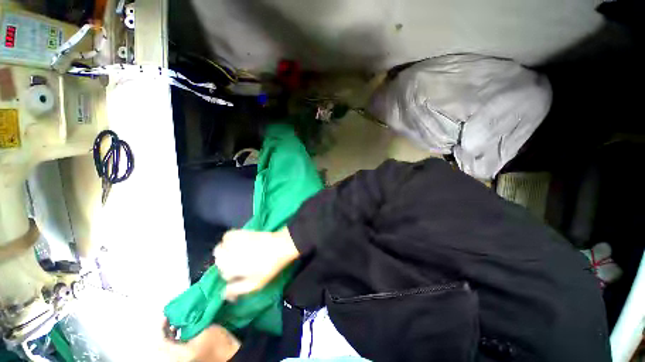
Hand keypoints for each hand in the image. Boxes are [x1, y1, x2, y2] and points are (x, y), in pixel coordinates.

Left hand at [161, 318, 240, 361]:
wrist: (230, 355)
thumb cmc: (218, 343)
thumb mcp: (206, 331)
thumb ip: (193, 324)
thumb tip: (184, 314)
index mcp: (179, 354)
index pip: (161, 342)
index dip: (161, 327)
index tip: (167, 315)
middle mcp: (177, 358)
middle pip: (164, 344)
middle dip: (167, 329)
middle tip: (173, 316)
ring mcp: (183, 359)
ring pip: (170, 345)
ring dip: (173, 333)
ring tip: (181, 320)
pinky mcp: (189, 357)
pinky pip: (177, 347)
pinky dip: (179, 337)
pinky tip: (187, 328)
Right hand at [214, 227, 299, 300]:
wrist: (281, 246)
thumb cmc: (269, 266)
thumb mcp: (255, 284)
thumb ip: (236, 290)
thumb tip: (224, 295)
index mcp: (230, 268)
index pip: (223, 276)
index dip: (232, 278)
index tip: (240, 277)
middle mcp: (228, 255)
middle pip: (219, 262)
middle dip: (226, 266)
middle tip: (240, 266)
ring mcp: (234, 242)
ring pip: (219, 250)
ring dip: (224, 253)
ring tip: (236, 254)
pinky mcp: (241, 232)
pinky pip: (227, 236)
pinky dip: (228, 240)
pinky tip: (236, 243)